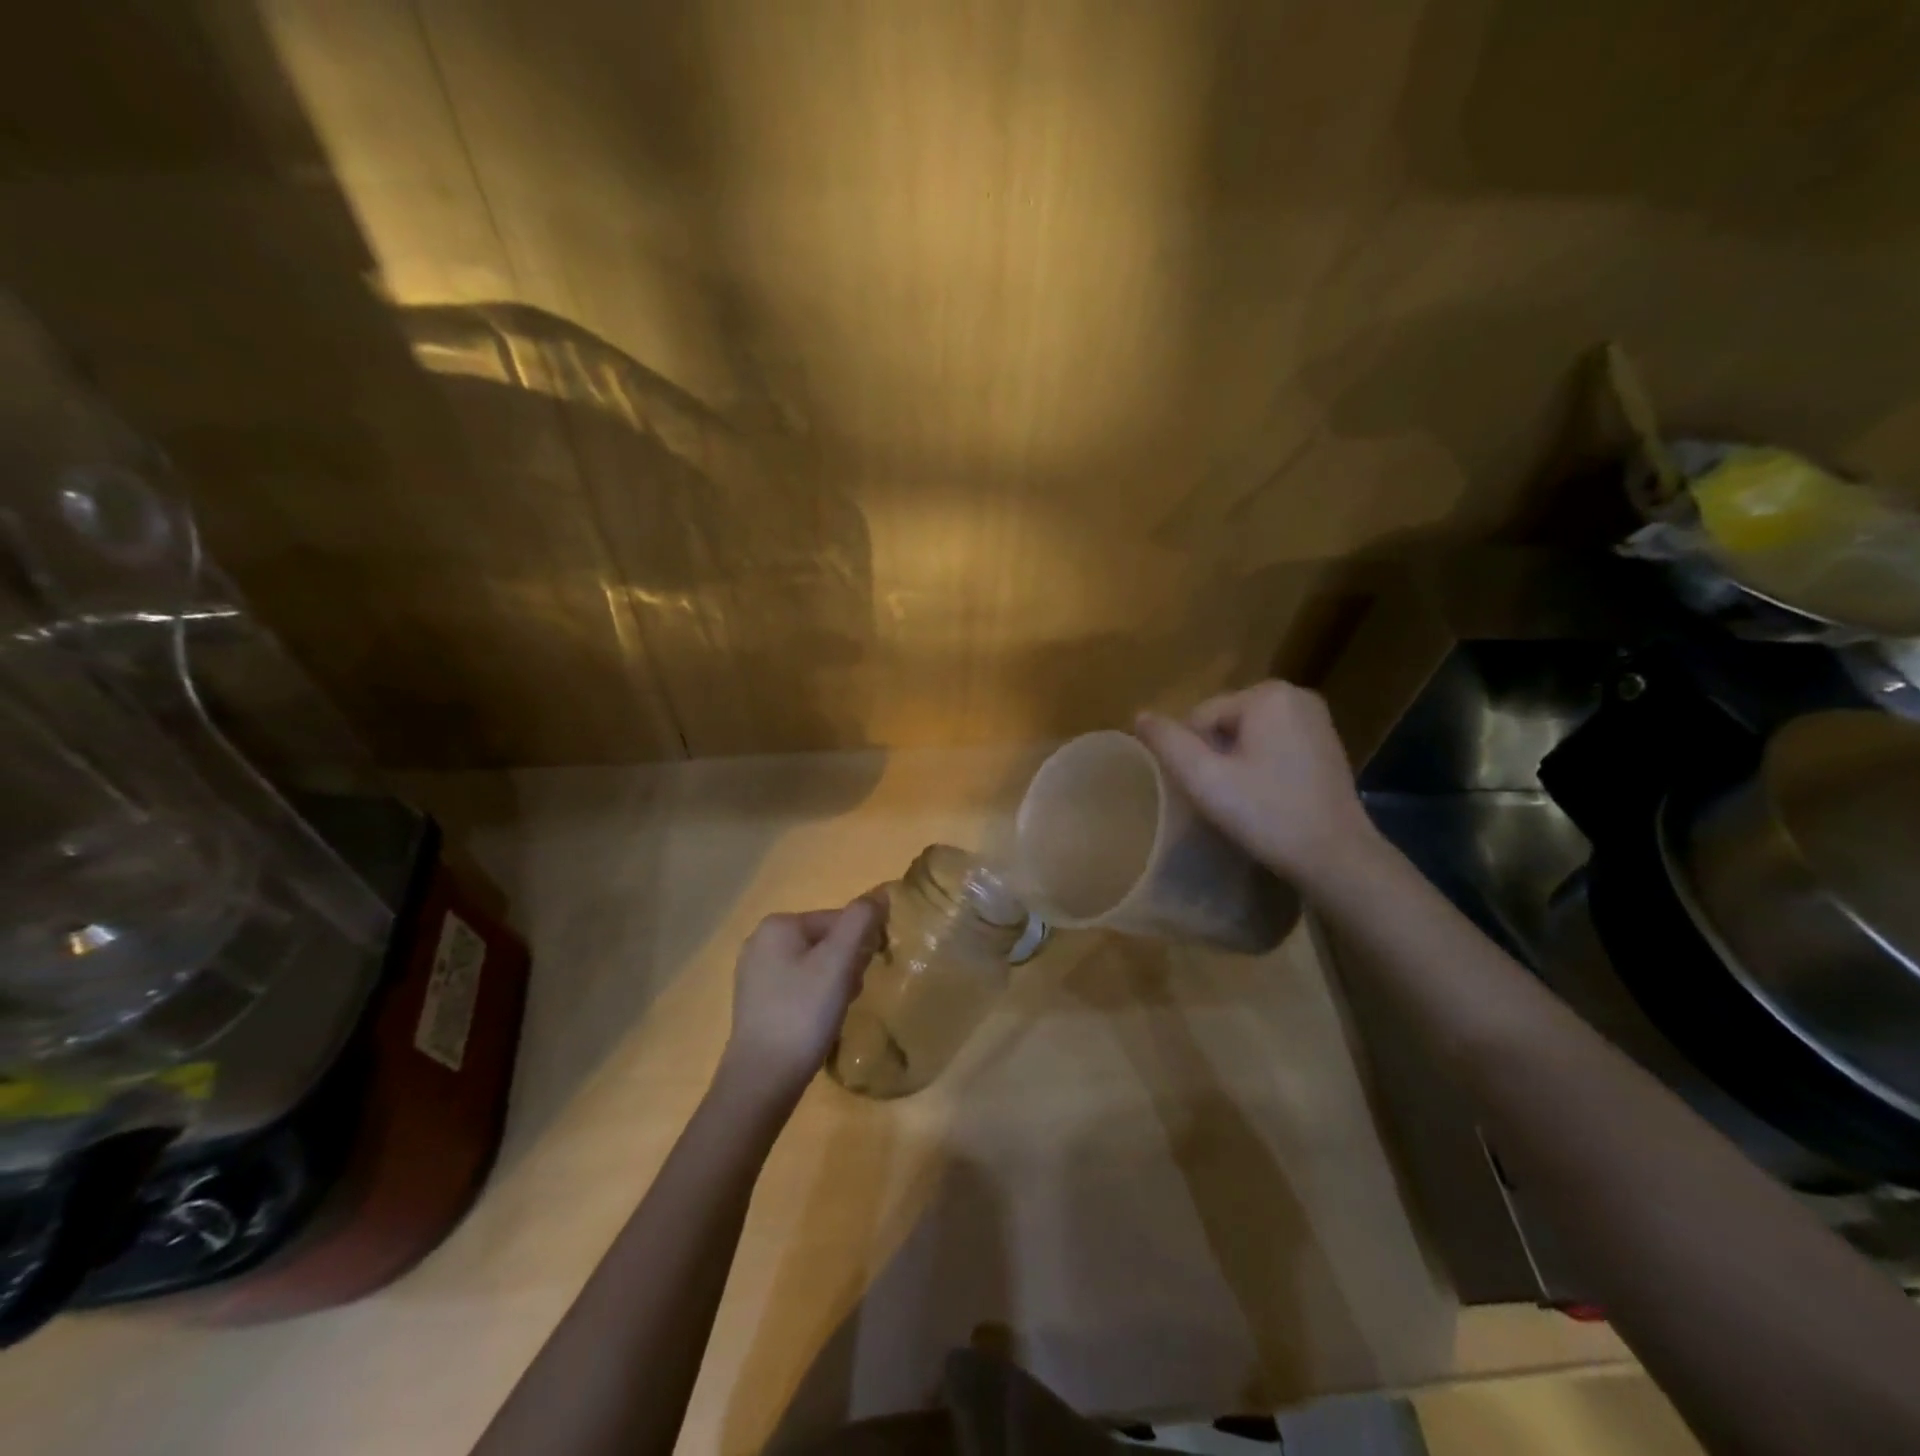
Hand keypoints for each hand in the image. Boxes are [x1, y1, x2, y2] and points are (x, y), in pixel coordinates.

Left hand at [720, 895, 884, 1102]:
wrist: (762, 1079)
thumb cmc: (803, 1013)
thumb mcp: (839, 961)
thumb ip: (860, 921)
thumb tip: (880, 894)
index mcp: (778, 924)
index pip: (838, 919)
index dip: (860, 944)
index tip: (865, 974)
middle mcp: (760, 941)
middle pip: (825, 940)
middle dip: (846, 964)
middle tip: (850, 995)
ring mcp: (754, 972)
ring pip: (813, 964)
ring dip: (833, 982)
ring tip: (835, 1011)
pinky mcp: (755, 1001)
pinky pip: (798, 986)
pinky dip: (814, 998)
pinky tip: (818, 1022)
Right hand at [1136, 681, 1377, 885]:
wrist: (1336, 857)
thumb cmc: (1267, 814)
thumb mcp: (1205, 779)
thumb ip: (1168, 743)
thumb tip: (1140, 716)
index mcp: (1267, 695)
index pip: (1200, 717)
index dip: (1192, 756)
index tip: (1206, 791)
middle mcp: (1295, 695)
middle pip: (1224, 723)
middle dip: (1215, 757)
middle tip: (1223, 798)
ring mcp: (1315, 719)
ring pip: (1246, 735)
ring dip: (1236, 763)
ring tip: (1242, 800)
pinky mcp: (1325, 743)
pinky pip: (1272, 745)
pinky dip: (1260, 766)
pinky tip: (1266, 797)